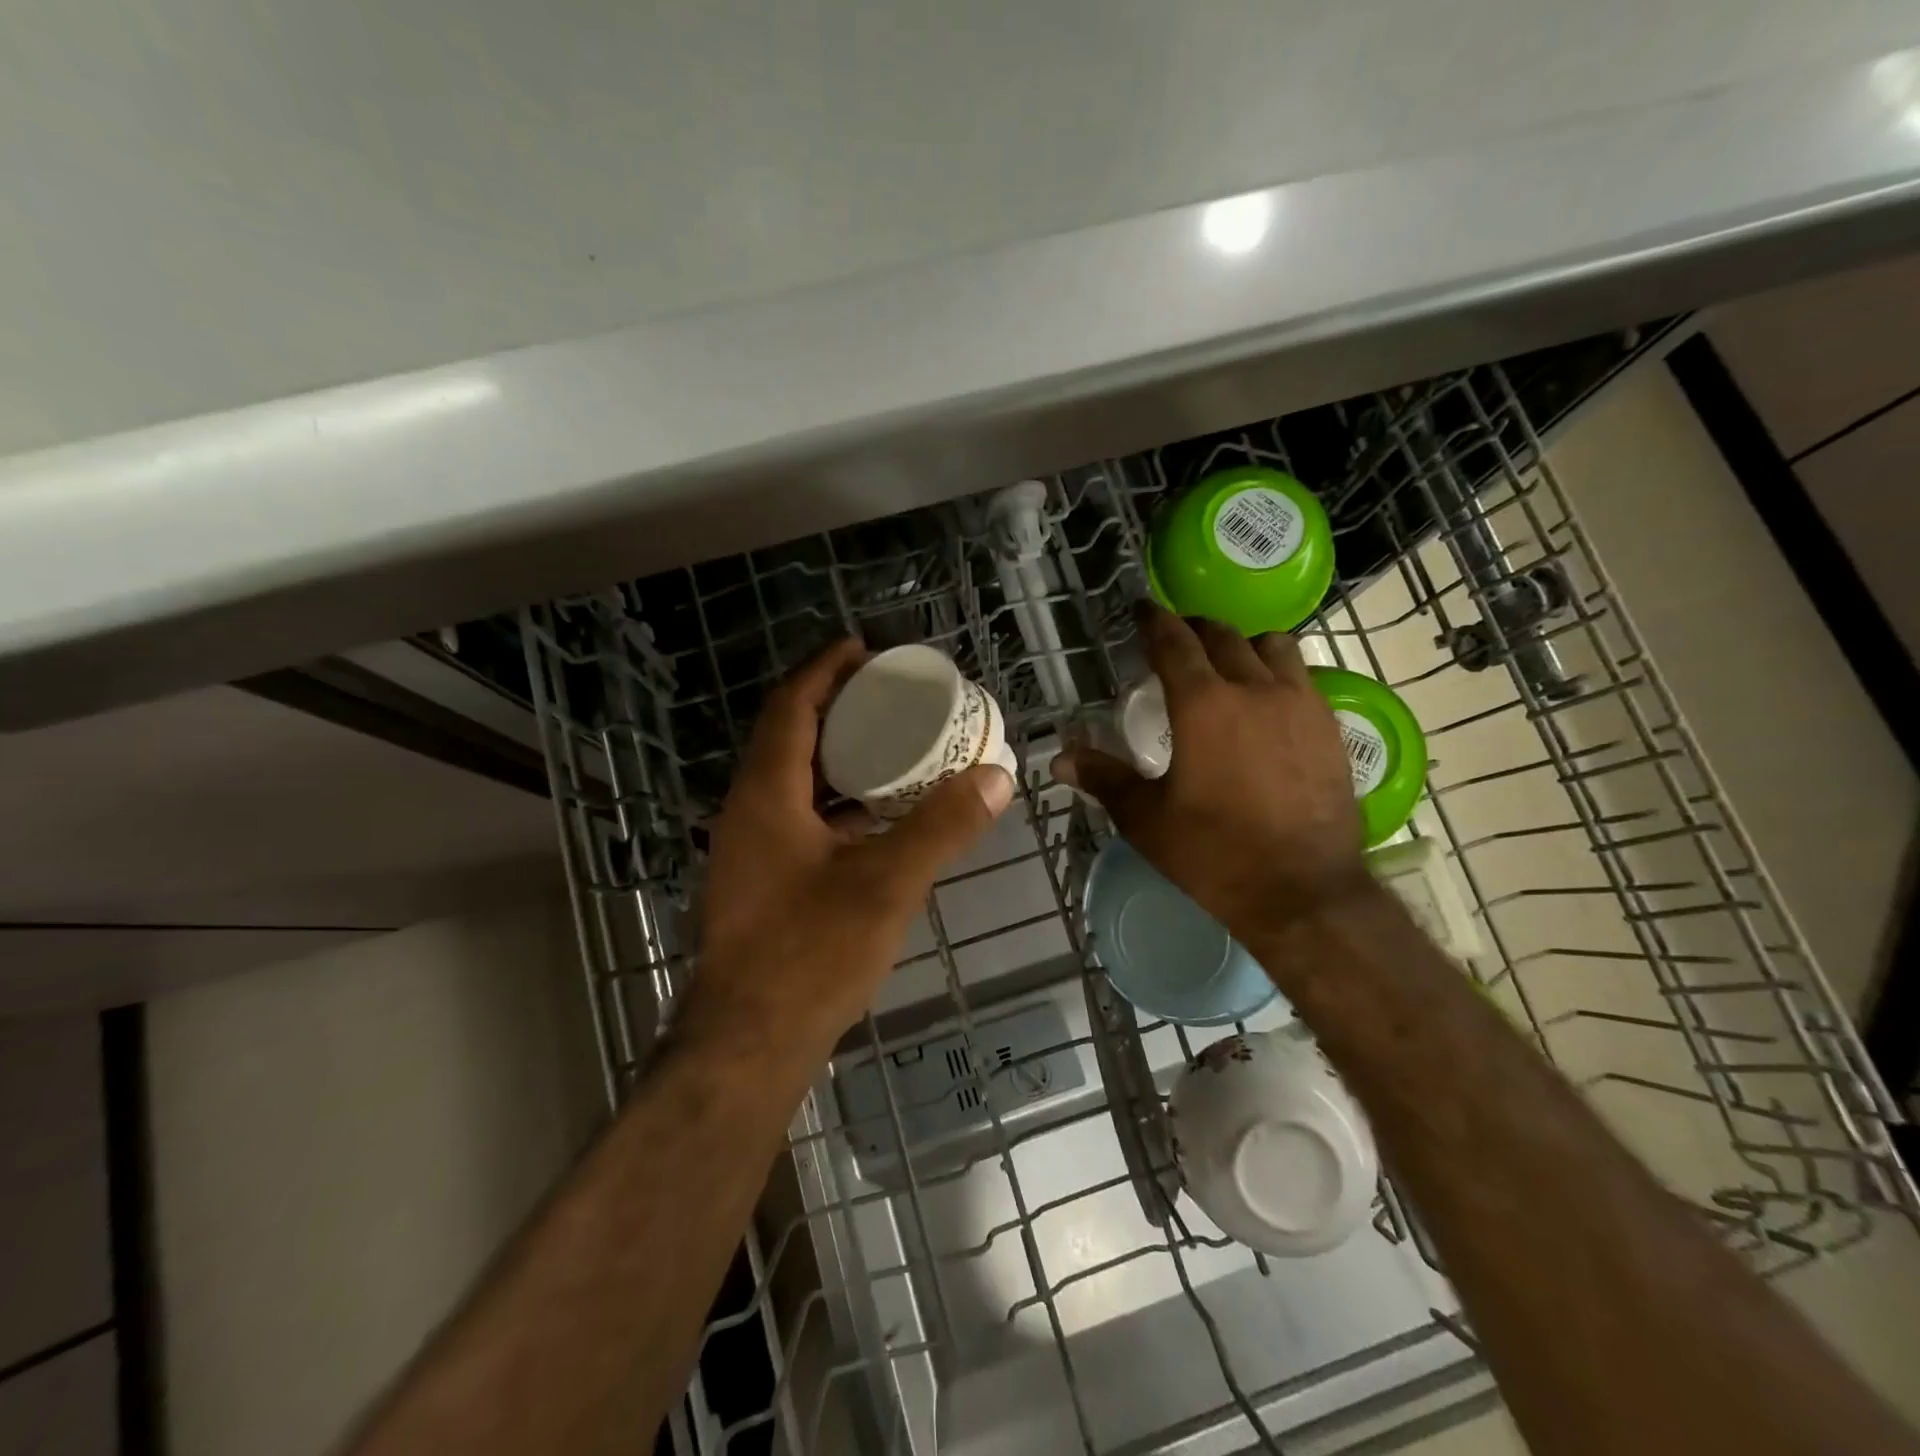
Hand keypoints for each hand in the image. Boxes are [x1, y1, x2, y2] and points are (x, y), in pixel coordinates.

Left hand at [682, 638, 1015, 1056]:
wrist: (748, 1044)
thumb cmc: (810, 954)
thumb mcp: (887, 883)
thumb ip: (942, 826)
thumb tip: (997, 776)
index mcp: (766, 795)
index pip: (791, 707)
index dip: (824, 670)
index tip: (863, 646)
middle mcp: (748, 812)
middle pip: (790, 737)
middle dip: (836, 707)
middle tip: (890, 695)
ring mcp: (750, 850)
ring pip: (794, 781)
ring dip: (838, 756)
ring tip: (891, 746)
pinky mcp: (762, 881)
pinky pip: (799, 817)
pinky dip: (837, 801)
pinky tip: (876, 816)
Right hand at [1052, 605, 1369, 944]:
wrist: (1303, 892)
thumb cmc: (1214, 854)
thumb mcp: (1146, 819)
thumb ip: (1103, 778)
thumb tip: (1059, 758)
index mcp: (1203, 704)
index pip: (1174, 643)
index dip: (1154, 621)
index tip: (1142, 609)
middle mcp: (1254, 689)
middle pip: (1223, 636)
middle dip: (1195, 627)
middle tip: (1177, 635)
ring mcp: (1300, 705)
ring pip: (1273, 646)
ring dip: (1243, 643)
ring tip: (1228, 661)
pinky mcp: (1330, 727)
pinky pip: (1303, 677)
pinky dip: (1278, 672)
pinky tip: (1268, 699)